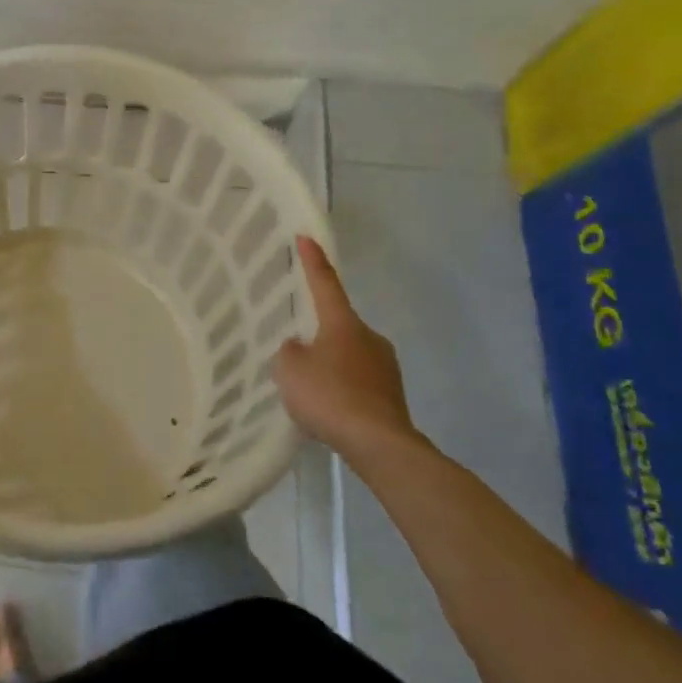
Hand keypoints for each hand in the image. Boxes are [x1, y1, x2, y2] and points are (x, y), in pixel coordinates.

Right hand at [274, 236, 424, 466]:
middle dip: (319, 334)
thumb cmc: (329, 396)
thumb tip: (300, 348)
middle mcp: (369, 337)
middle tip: (298, 351)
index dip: (313, 261)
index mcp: (343, 323)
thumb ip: (289, 352)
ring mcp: (386, 367)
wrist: (379, 445)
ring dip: (332, 365)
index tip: (306, 238)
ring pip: (349, 356)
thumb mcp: (289, 369)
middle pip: (338, 325)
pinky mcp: (392, 396)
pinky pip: (359, 383)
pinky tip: (330, 410)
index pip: (325, 283)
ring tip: (311, 389)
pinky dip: (343, 390)